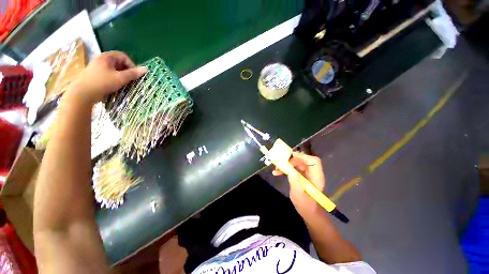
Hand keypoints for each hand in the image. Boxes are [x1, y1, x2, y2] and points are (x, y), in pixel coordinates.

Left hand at [68, 51, 146, 104]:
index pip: (123, 56)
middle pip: (119, 62)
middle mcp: (101, 59)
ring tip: (124, 83)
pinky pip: (109, 74)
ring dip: (121, 75)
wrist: (83, 93)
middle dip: (127, 71)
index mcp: (107, 57)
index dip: (131, 65)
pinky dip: (115, 78)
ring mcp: (97, 67)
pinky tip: (115, 85)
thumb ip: (133, 73)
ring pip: (114, 69)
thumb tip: (145, 69)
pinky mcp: (95, 74)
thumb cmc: (102, 83)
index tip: (135, 74)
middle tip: (130, 80)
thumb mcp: (120, 78)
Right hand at [272, 152, 325, 217]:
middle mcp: (312, 173)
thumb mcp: (298, 193)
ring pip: (296, 164)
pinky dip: (285, 169)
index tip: (290, 156)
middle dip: (290, 160)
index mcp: (316, 176)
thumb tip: (287, 166)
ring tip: (276, 168)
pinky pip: (292, 169)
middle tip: (280, 163)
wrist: (307, 212)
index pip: (313, 161)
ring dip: (286, 165)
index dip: (303, 156)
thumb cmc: (305, 205)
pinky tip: (276, 172)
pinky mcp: (300, 176)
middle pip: (302, 161)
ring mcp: (306, 174)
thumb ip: (294, 179)